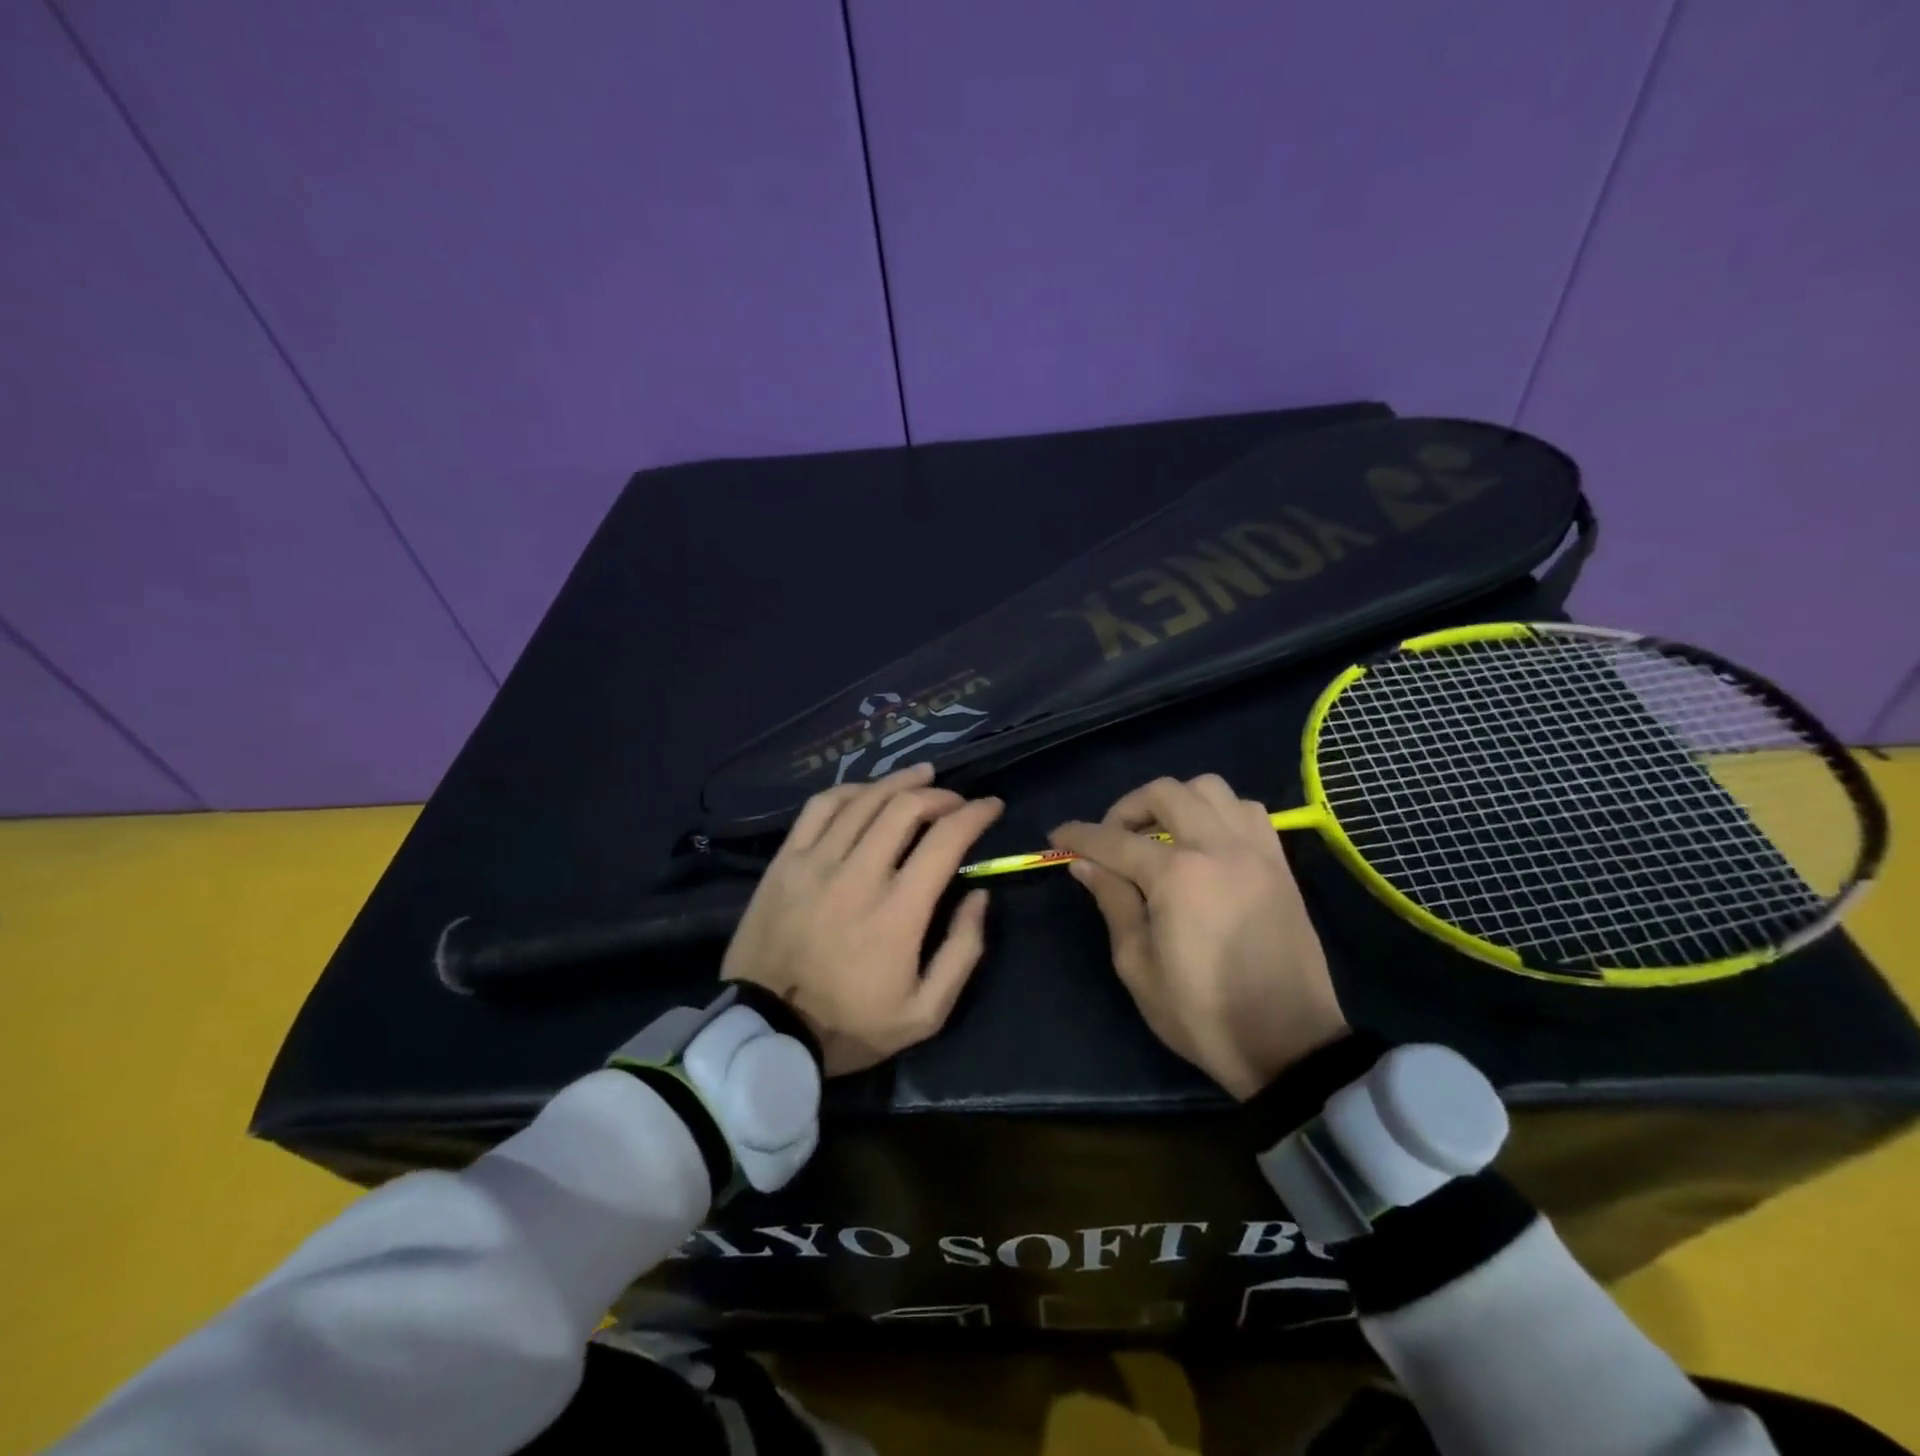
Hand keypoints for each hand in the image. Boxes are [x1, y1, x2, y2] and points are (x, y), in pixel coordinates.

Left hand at [722, 762, 1003, 1075]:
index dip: (976, 814)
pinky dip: (850, 790)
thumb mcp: (925, 1012)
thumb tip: (979, 895)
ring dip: (900, 782)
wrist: (764, 1032)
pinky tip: (867, 791)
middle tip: (957, 801)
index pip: (945, 840)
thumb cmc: (849, 1025)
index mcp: (898, 911)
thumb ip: (962, 951)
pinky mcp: (785, 862)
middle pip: (906, 808)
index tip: (992, 806)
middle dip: (941, 795)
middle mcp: (858, 874)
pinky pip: (819, 808)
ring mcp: (816, 863)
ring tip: (923, 778)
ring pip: (864, 800)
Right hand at [1049, 774, 1345, 1099]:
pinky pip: (1247, 811)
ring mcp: (1255, 851)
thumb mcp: (1138, 966)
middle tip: (1112, 838)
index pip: (1114, 841)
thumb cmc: (1201, 1013)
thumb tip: (1084, 864)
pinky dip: (1219, 812)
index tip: (1057, 836)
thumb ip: (1113, 902)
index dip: (1079, 835)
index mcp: (1177, 876)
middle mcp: (1217, 847)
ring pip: (1211, 789)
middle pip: (1165, 793)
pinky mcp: (1279, 864)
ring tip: (1161, 834)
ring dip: (1177, 801)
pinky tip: (1206, 841)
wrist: (1288, 1044)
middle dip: (1127, 807)